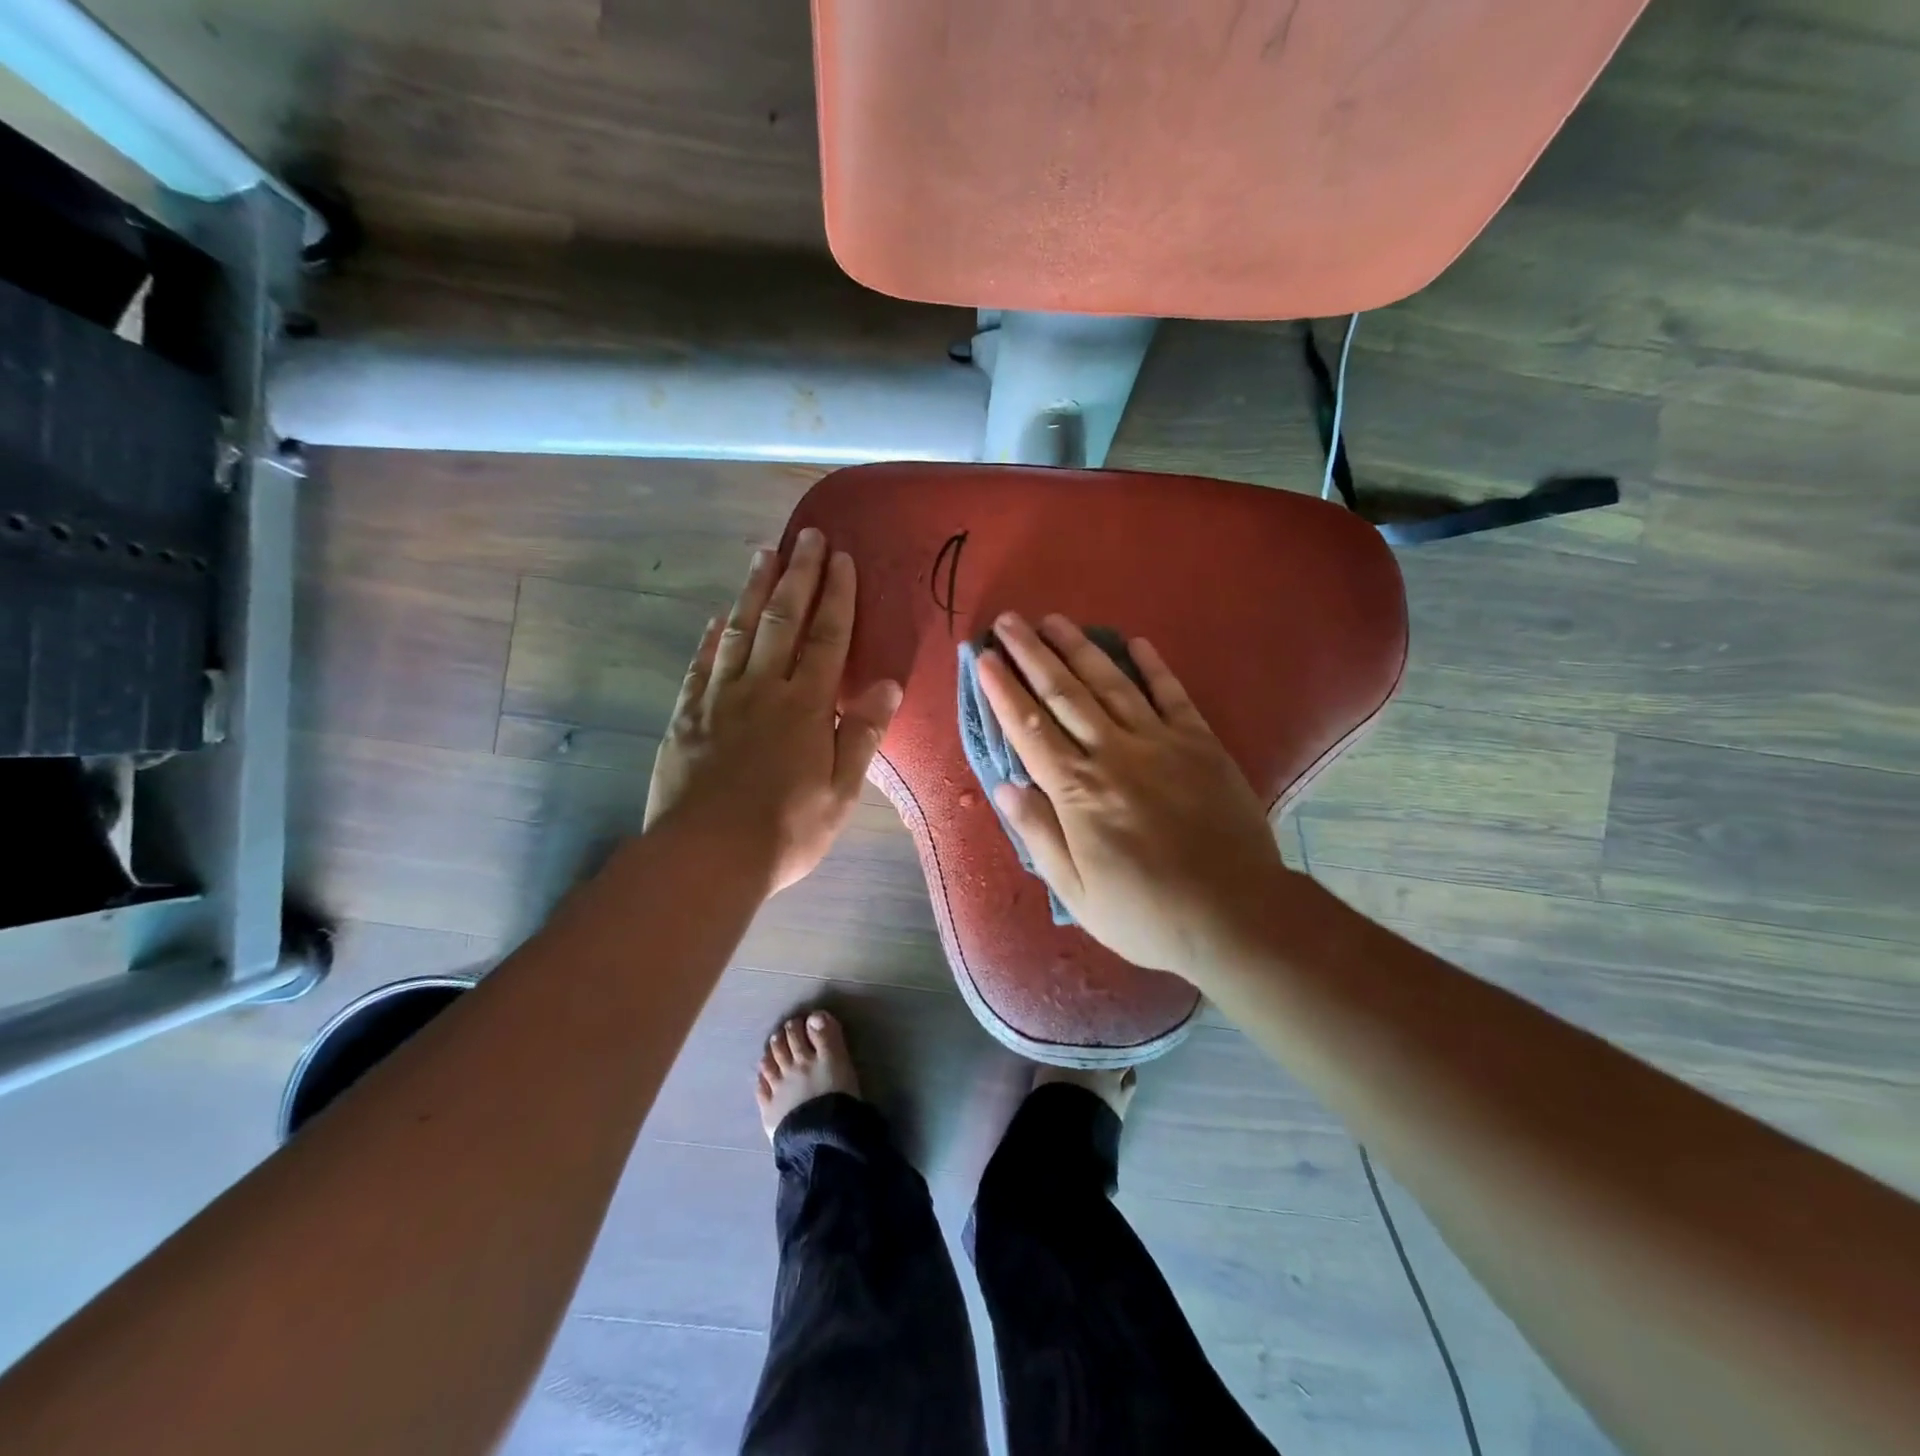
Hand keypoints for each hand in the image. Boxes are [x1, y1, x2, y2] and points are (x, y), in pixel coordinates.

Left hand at [646, 529, 901, 896]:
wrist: (707, 856)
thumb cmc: (786, 829)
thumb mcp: (841, 790)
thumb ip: (861, 733)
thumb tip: (889, 685)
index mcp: (805, 706)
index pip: (827, 637)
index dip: (838, 596)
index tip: (843, 559)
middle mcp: (763, 689)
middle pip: (783, 619)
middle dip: (798, 575)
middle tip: (807, 536)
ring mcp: (720, 699)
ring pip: (739, 631)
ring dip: (754, 590)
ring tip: (764, 554)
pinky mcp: (687, 717)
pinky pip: (702, 665)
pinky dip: (713, 636)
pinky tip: (720, 617)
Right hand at [976, 612, 1288, 979]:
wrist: (1236, 916)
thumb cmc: (1146, 913)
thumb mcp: (1076, 891)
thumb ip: (1039, 834)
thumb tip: (1004, 785)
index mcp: (1077, 791)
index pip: (1028, 728)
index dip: (1003, 690)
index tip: (983, 658)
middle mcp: (1113, 754)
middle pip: (1064, 693)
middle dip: (1032, 654)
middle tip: (1008, 621)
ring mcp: (1161, 743)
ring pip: (1111, 684)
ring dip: (1079, 648)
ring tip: (1053, 620)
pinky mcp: (1201, 743)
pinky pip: (1172, 695)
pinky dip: (1153, 666)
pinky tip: (1135, 642)